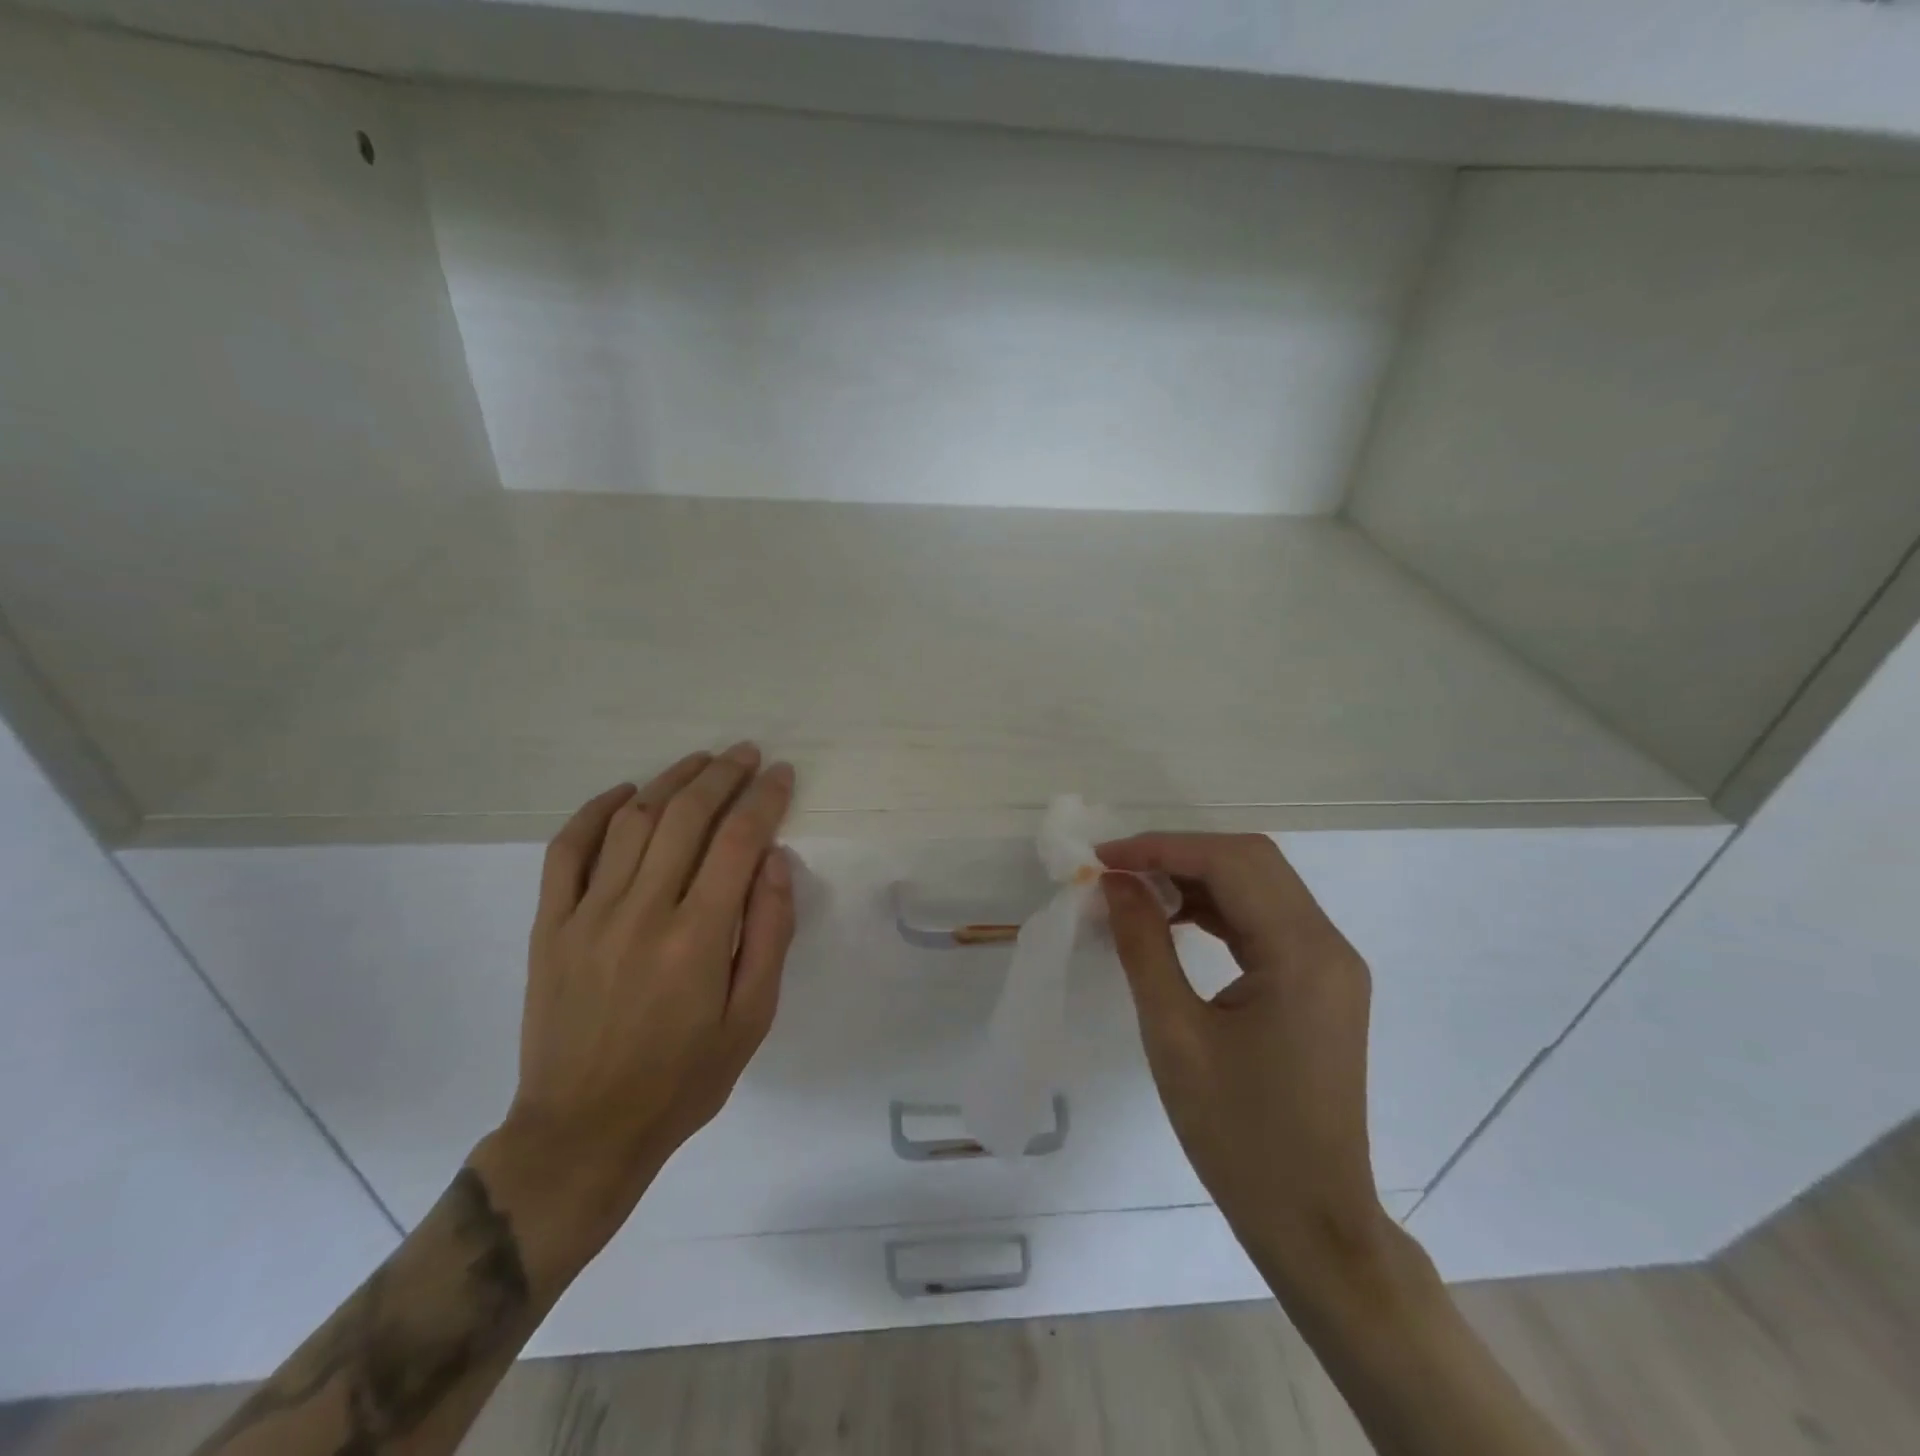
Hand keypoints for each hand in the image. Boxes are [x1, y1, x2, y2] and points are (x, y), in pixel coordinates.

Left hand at [470, 743, 795, 1289]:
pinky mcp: (550, 926)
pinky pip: (566, 851)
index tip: (782, 775)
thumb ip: (769, 934)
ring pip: (631, 821)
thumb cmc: (682, 1079)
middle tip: (747, 755)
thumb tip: (774, 861)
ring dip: (670, 782)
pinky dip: (594, 812)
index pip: (738, 841)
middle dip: (722, 775)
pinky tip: (624, 793)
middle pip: (686, 817)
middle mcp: (642, 912)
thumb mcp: (751, 1018)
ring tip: (700, 762)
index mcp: (697, 937)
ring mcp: (588, 915)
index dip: (764, 799)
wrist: (583, 1131)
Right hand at [1098, 833, 1387, 1297]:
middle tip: (1117, 870)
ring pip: (1259, 887)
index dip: (1162, 848)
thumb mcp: (1175, 1035)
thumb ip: (1143, 946)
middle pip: (1251, 863)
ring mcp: (1329, 964)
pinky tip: (1174, 921)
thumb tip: (1116, 883)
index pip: (1231, 863)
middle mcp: (1327, 945)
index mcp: (1302, 954)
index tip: (1103, 857)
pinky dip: (1217, 909)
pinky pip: (1265, 921)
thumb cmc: (1238, 1135)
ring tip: (1136, 891)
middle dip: (1179, 855)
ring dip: (1197, 879)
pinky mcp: (1319, 984)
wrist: (1312, 1222)